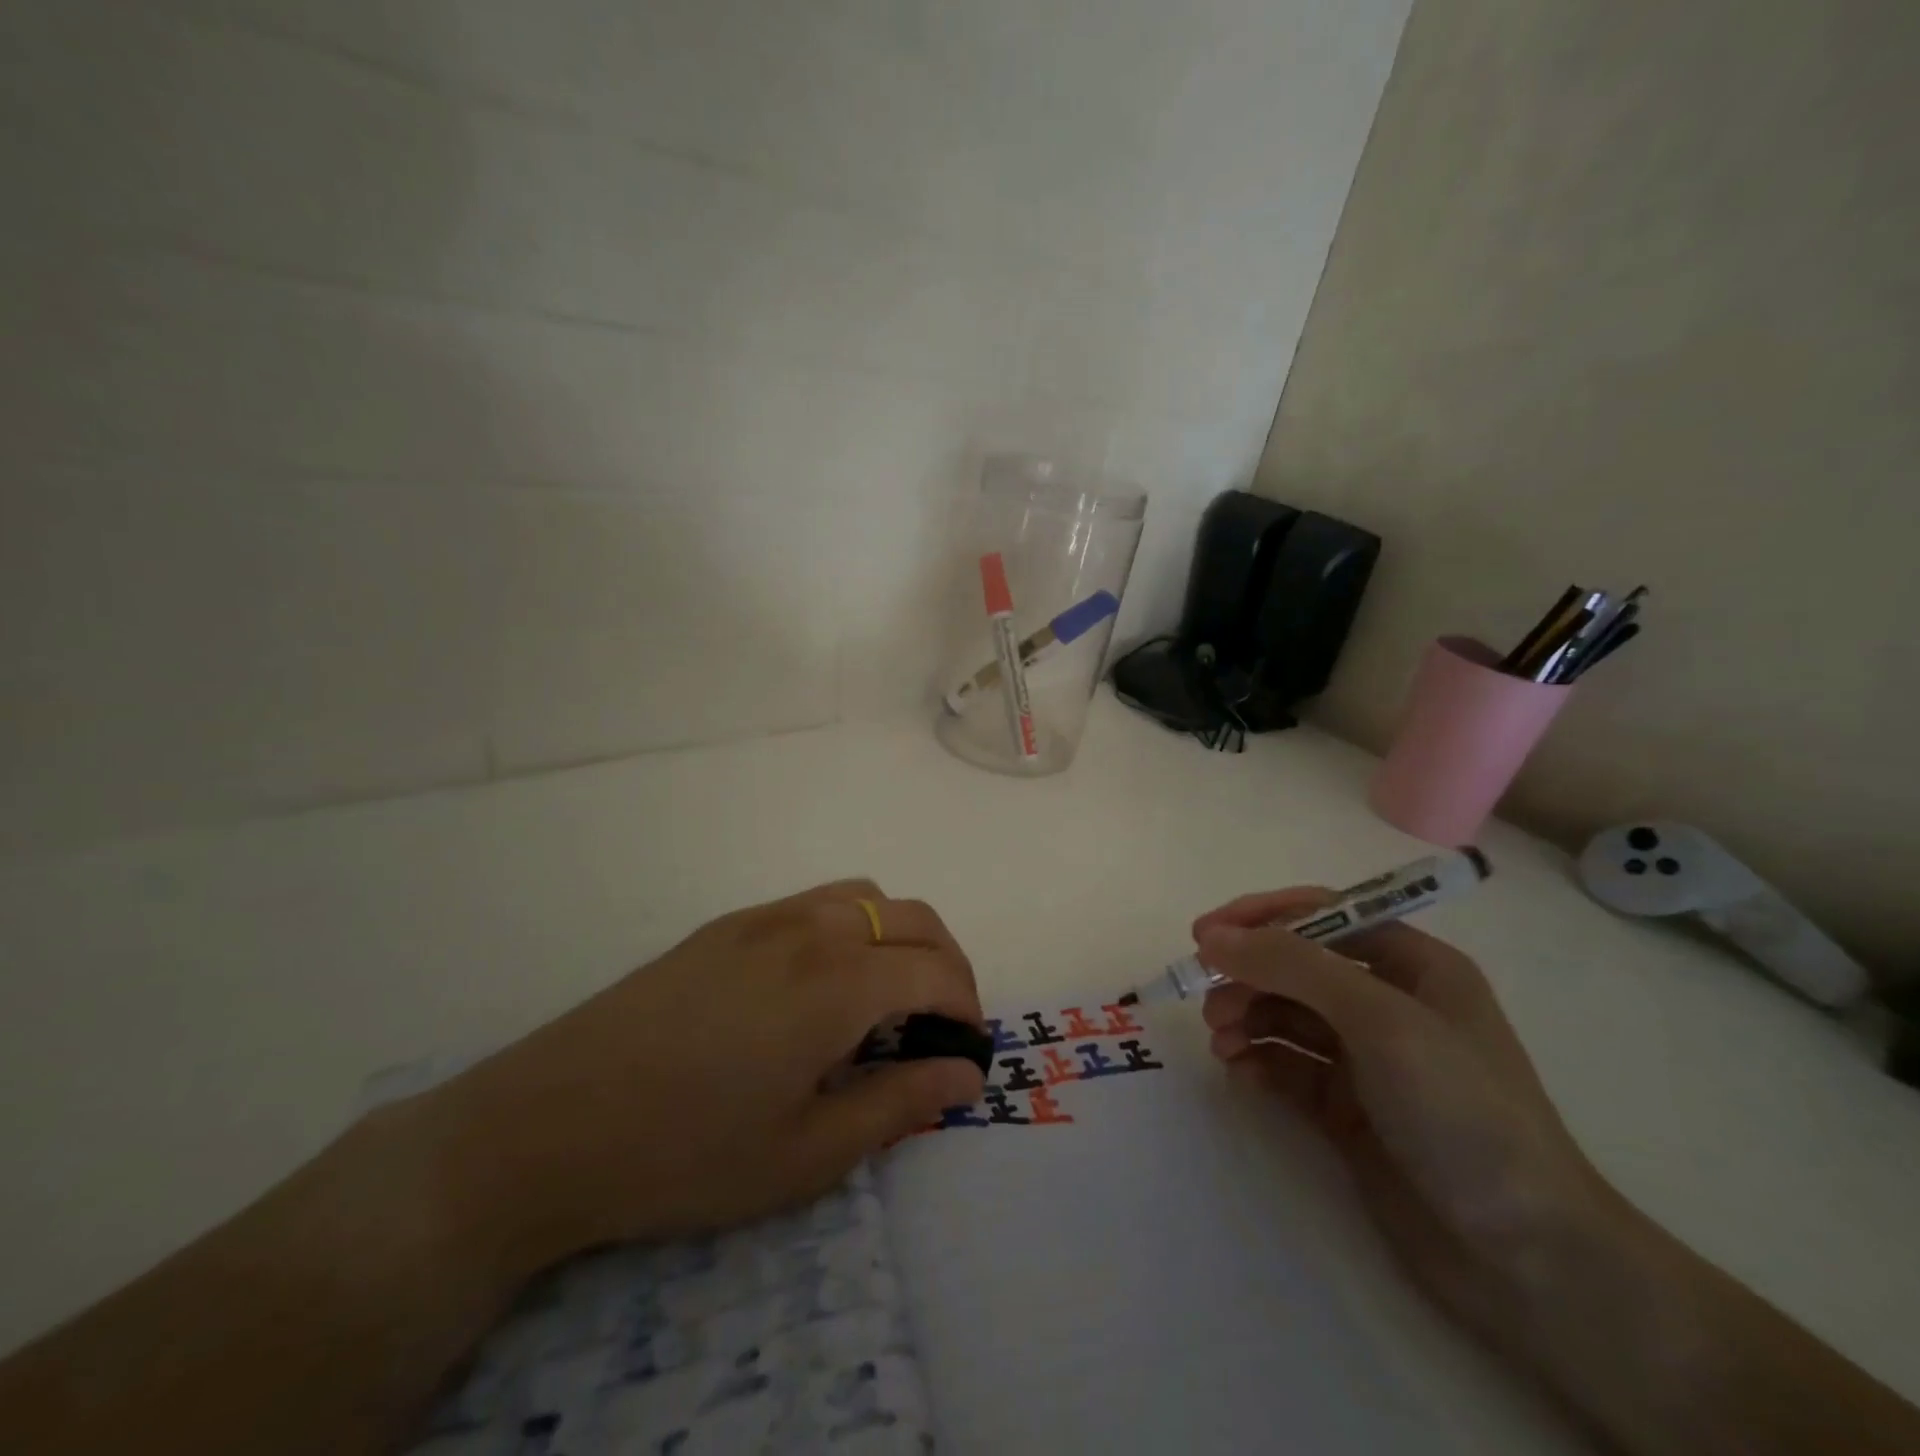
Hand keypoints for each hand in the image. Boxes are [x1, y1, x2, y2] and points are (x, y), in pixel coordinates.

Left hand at [426, 879, 985, 1273]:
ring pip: (865, 897)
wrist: (547, 1126)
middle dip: (947, 963)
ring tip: (888, 997)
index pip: (935, 972)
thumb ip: (897, 1105)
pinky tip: (822, 983)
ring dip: (898, 936)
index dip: (967, 1009)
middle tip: (942, 1024)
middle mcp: (810, 930)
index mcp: (837, 983)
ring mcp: (764, 917)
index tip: (967, 1053)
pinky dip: (851, 926)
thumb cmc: (686, 1153)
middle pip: (912, 918)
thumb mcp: (805, 1154)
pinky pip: (816, 902)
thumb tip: (964, 1076)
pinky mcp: (727, 924)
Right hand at [1193, 887, 1613, 1341]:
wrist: (1527, 1259)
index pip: (1323, 914)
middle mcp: (1388, 1003)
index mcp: (1413, 965)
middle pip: (1296, 966)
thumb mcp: (1380, 1019)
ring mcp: (1367, 1058)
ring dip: (1246, 1018)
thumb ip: (1293, 966)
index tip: (1205, 935)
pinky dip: (1258, 1060)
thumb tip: (1213, 936)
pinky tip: (1240, 1073)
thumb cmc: (1462, 1112)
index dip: (1261, 917)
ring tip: (1221, 1041)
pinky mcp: (1347, 1108)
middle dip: (1249, 976)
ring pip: (1285, 1014)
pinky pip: (1287, 1065)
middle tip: (1208, 1003)